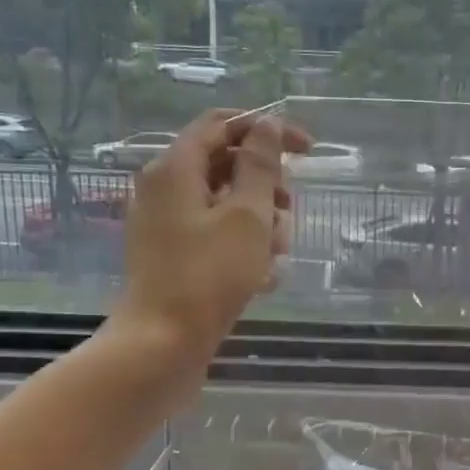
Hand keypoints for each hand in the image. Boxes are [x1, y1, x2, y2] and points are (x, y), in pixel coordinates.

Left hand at [110, 109, 310, 367]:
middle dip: (266, 184)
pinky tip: (264, 277)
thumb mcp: (247, 215)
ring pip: (225, 203)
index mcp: (175, 168)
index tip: (307, 150)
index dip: (267, 129)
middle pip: (225, 164)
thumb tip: (268, 124)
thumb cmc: (208, 276)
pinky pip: (216, 235)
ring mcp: (167, 225)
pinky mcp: (174, 256)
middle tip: (289, 211)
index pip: (222, 124)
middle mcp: (165, 189)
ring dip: (260, 220)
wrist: (162, 345)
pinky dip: (243, 246)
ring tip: (278, 253)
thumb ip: (260, 165)